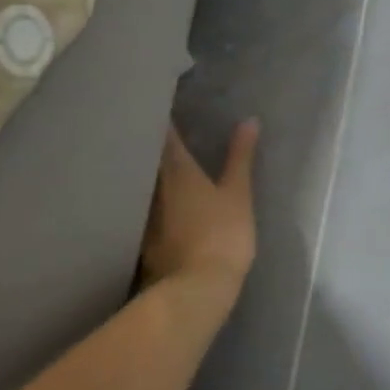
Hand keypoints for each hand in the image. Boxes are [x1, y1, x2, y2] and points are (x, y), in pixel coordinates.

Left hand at [141, 120, 258, 301]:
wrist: (196, 289)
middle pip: (145, 155)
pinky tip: (156, 200)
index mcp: (177, 168)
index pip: (163, 133)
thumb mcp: (238, 194)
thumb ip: (240, 157)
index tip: (160, 100)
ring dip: (145, 167)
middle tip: (158, 124)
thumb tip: (249, 120)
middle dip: (150, 139)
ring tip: (156, 156)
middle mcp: (152, 184)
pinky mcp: (141, 236)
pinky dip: (146, 197)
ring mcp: (144, 212)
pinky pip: (141, 206)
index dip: (161, 116)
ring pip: (140, 180)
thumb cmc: (222, 235)